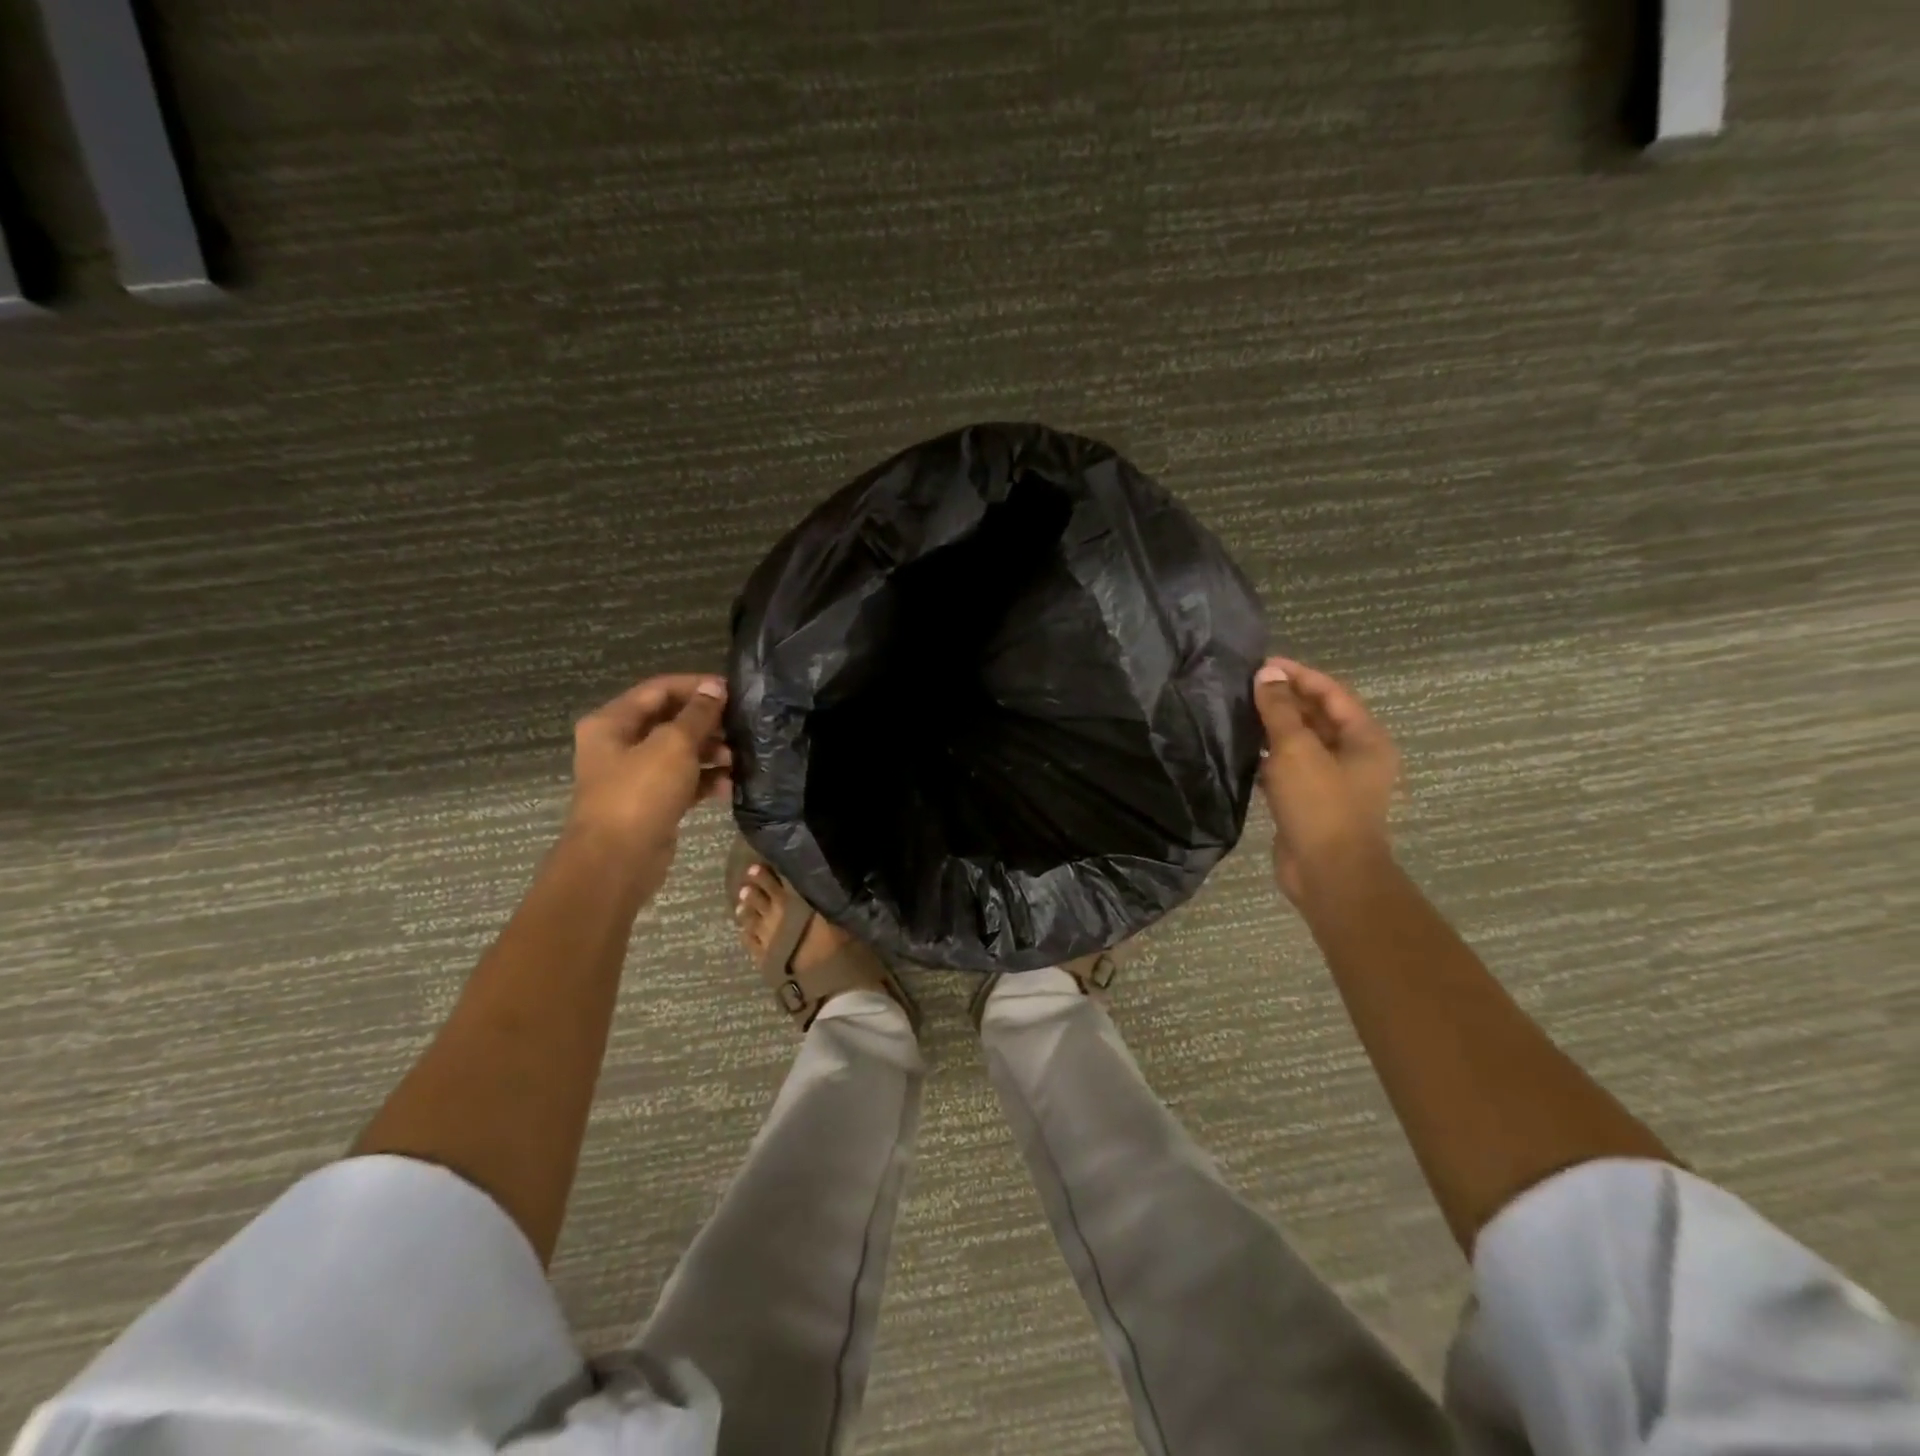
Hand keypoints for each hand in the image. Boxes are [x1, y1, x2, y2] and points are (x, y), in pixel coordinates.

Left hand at [566, 674, 732, 895]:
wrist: (616, 861)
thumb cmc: (640, 793)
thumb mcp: (674, 745)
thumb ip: (698, 714)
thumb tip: (716, 688)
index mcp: (612, 722)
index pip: (659, 690)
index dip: (696, 687)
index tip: (733, 691)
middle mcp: (620, 745)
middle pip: (670, 721)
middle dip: (707, 723)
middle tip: (740, 728)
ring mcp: (635, 776)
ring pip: (679, 753)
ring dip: (710, 753)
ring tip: (738, 759)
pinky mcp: (652, 803)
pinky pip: (683, 782)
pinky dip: (706, 780)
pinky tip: (730, 786)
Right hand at [1253, 657, 1399, 904]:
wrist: (1328, 874)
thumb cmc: (1320, 805)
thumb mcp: (1297, 750)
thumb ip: (1279, 710)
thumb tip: (1266, 674)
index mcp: (1365, 739)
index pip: (1332, 693)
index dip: (1298, 675)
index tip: (1262, 664)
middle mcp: (1355, 756)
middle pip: (1318, 716)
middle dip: (1285, 700)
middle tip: (1245, 687)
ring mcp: (1333, 781)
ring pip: (1302, 743)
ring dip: (1274, 728)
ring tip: (1239, 713)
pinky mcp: (1311, 802)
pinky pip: (1290, 769)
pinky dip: (1270, 757)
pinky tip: (1243, 751)